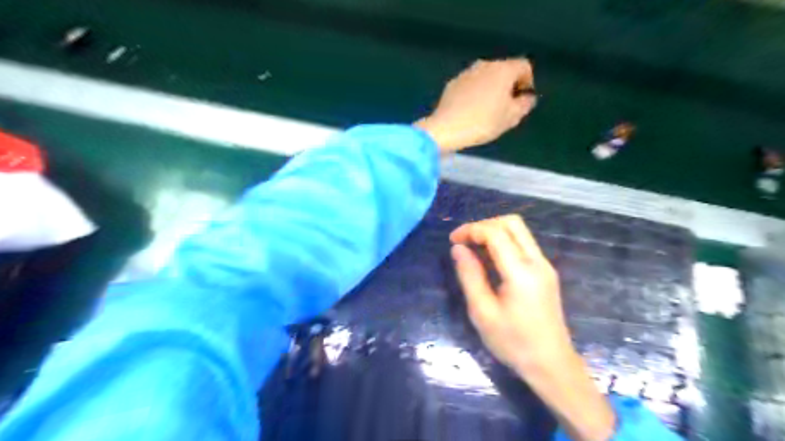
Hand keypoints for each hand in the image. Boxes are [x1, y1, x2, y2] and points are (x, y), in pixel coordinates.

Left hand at [414, 59, 536, 152]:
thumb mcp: (511, 117)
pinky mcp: (452, 84)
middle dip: (509, 85)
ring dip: (491, 88)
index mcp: (503, 70)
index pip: (524, 66)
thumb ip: (524, 104)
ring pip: (485, 77)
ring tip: (488, 110)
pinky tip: (471, 110)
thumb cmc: (483, 122)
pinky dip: (475, 93)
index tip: (523, 99)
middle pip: (504, 70)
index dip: (528, 81)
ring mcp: (466, 73)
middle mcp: (485, 65)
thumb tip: (527, 97)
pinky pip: (470, 85)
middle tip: (507, 106)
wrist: (446, 128)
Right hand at [452, 213, 615, 440]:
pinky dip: (504, 242)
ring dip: (495, 232)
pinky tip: (491, 259)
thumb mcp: (482, 312)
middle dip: (484, 225)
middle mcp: (537, 261)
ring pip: (519, 231)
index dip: (471, 230)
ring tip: (474, 248)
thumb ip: (469, 275)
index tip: (453, 240)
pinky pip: (524, 244)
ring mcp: (544, 266)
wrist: (551, 365)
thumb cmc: (513, 342)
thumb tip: (458, 248)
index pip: (495, 233)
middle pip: (512, 223)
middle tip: (465, 241)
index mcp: (521, 272)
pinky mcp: (546, 272)